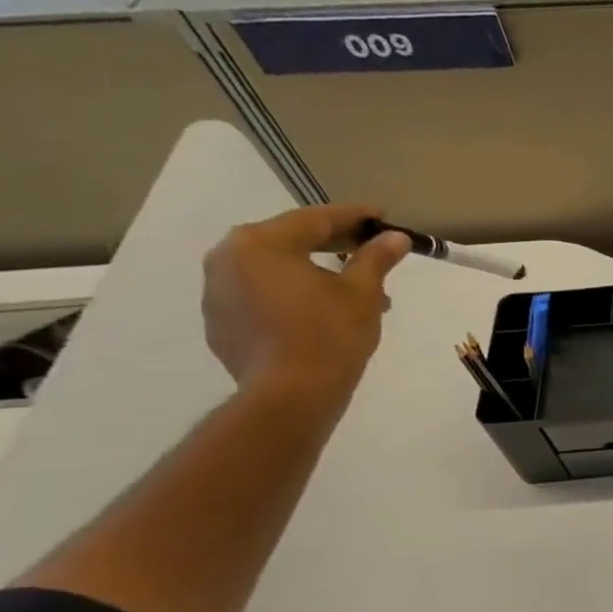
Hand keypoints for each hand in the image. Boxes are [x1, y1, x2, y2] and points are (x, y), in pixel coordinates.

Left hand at [202, 204, 409, 406]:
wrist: (290, 395)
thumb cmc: (330, 334)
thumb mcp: (363, 292)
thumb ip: (376, 258)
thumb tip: (395, 238)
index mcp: (260, 243)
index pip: (314, 220)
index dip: (354, 217)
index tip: (381, 216)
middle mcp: (228, 259)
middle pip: (289, 241)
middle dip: (334, 245)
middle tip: (369, 249)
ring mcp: (217, 292)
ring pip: (275, 270)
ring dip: (314, 272)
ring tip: (352, 289)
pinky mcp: (220, 323)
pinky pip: (261, 296)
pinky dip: (292, 295)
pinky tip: (321, 313)